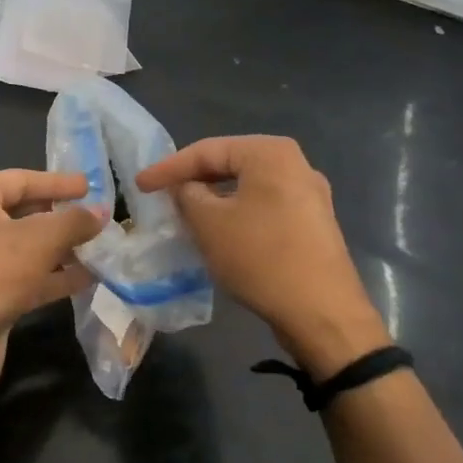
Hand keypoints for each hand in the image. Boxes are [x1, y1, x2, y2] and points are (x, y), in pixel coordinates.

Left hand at [0, 170, 100, 442]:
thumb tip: (101, 212)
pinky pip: (27, 278)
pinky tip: (89, 279)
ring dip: (64, 249)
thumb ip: (74, 221)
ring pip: (28, 249)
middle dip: (63, 218)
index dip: (58, 182)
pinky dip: (55, 277)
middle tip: (100, 218)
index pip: (22, 179)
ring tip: (103, 249)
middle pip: (25, 213)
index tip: (92, 186)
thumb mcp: (38, 240)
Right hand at [137, 136, 388, 378]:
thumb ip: (187, 195)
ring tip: (186, 214)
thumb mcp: (209, 224)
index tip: (140, 185)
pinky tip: (221, 233)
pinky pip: (264, 207)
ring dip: (215, 199)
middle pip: (231, 164)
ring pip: (248, 188)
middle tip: (162, 195)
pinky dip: (237, 214)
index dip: (168, 167)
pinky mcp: (312, 223)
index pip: (207, 150)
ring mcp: (309, 195)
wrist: (322, 312)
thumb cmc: (260, 257)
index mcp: (270, 153)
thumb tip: (186, 188)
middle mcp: (295, 164)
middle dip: (194, 180)